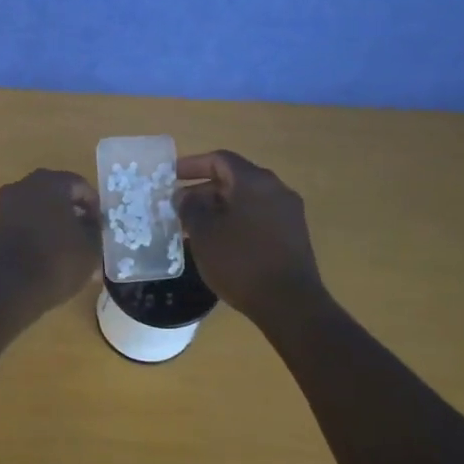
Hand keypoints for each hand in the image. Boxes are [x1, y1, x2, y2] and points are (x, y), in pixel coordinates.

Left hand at [0, 169, 101, 317]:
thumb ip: (95, 230)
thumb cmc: (54, 263)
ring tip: (67, 251)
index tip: (100, 228)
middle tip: (85, 236)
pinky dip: (36, 234)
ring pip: (38, 210)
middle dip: (72, 214)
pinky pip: (22, 223)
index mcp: (49, 183)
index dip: (94, 207)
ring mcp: (4, 205)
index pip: (80, 185)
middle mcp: (23, 186)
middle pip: (56, 194)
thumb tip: (90, 223)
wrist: (4, 290)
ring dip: (53, 225)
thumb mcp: (90, 249)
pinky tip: (46, 257)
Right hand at [177, 150, 326, 321]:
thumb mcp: (204, 233)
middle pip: (233, 179)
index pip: (219, 159)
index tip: (170, 177)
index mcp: (254, 181)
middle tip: (178, 208)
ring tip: (194, 228)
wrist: (289, 303)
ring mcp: (288, 212)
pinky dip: (236, 221)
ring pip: (246, 200)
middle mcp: (275, 189)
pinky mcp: (293, 235)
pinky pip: (258, 217)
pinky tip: (220, 243)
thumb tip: (185, 196)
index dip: (191, 165)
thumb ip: (190, 207)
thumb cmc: (240, 261)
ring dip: (219, 208)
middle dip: (203, 190)